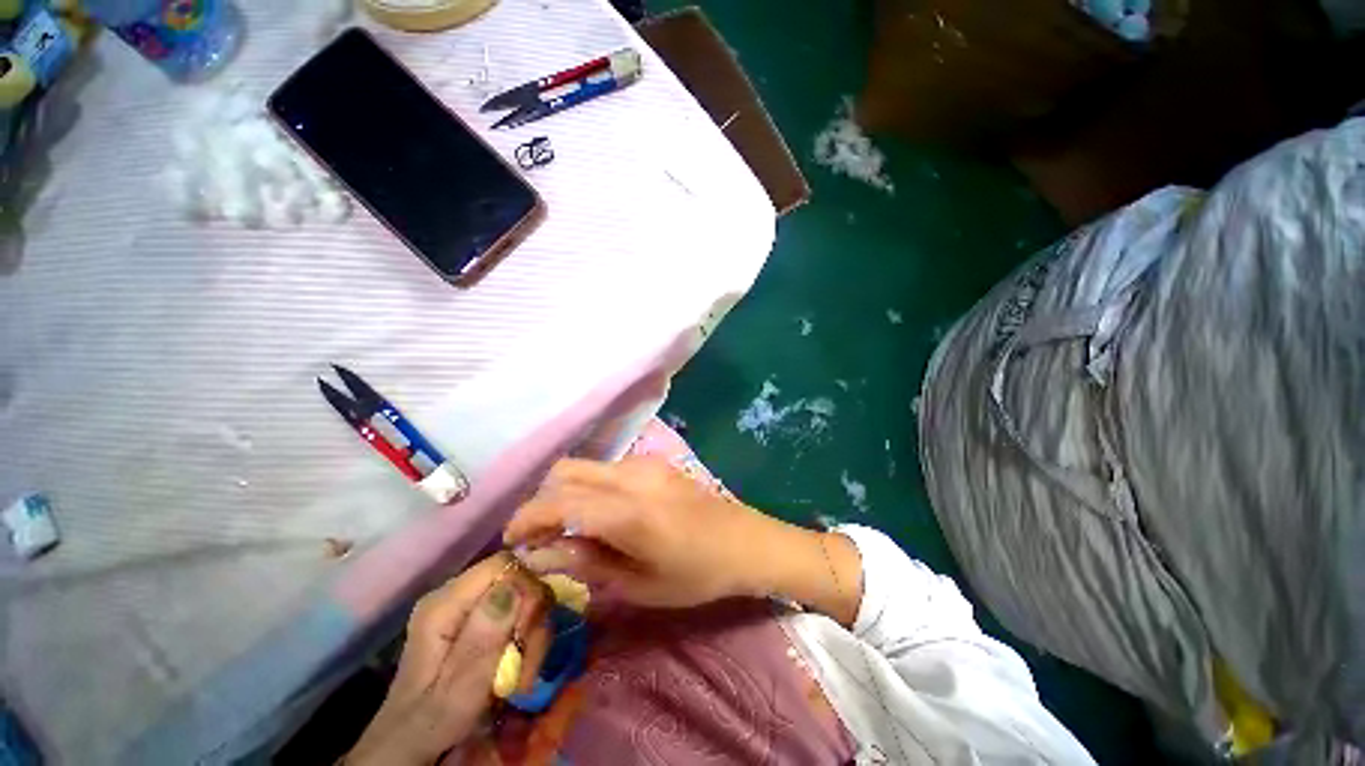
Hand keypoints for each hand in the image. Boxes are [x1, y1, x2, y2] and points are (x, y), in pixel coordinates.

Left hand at [346, 553, 552, 765]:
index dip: (526, 589)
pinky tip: (519, 672)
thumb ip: (482, 639)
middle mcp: (458, 595)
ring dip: (533, 637)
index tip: (527, 632)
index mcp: (444, 604)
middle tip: (526, 664)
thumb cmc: (430, 723)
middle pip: (518, 581)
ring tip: (521, 679)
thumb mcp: (455, 690)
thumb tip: (514, 586)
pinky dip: (528, 642)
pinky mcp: (482, 622)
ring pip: (525, 600)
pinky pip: (520, 616)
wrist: (411, 746)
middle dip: (532, 620)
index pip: (504, 564)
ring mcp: (470, 608)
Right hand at [503, 457, 780, 608]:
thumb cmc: (696, 573)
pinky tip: (598, 512)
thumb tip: (542, 554)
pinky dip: (588, 486)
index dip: (527, 519)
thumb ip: (588, 564)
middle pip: (565, 472)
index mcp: (627, 511)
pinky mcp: (653, 461)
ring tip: (566, 527)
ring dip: (564, 491)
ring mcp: (643, 463)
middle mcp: (630, 476)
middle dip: (541, 501)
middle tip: (538, 536)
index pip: (559, 502)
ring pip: (584, 466)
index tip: (512, 542)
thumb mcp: (640, 584)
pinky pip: (605, 467)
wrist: (743, 540)